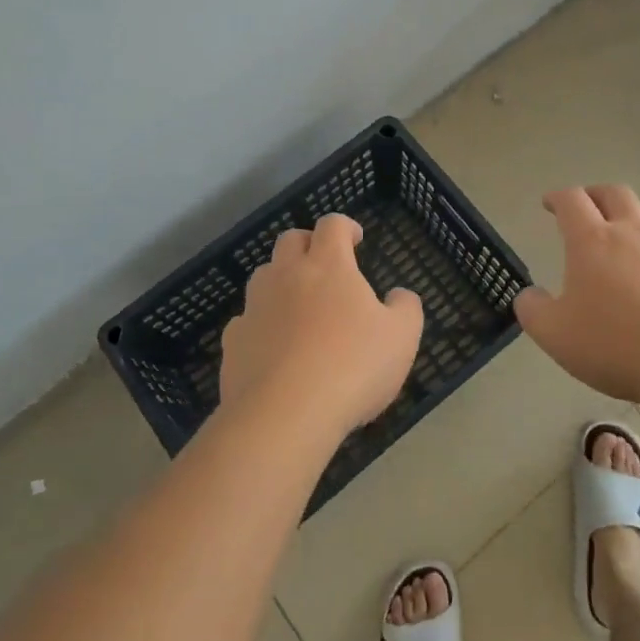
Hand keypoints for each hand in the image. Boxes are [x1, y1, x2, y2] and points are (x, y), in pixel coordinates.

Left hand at [220, 214, 423, 437]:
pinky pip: (247, 320)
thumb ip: (405, 308)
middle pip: (290, 240)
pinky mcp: (233, 341)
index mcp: (328, 266)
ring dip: (281, 280)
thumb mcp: (401, 338)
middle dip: (308, 244)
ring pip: (264, 275)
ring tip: (299, 306)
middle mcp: (286, 275)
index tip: (355, 239)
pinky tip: (274, 348)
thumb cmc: (352, 367)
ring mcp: (255, 306)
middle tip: (325, 265)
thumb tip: (399, 295)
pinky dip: (261, 324)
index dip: (345, 226)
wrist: (284, 415)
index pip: (332, 225)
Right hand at [514, 185, 639, 405]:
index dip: (558, 197)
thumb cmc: (613, 344)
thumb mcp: (553, 333)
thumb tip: (528, 295)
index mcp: (592, 241)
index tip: (549, 203)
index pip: (572, 201)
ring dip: (639, 215)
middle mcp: (633, 235)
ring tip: (631, 230)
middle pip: (616, 194)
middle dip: (597, 194)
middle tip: (588, 206)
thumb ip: (533, 310)